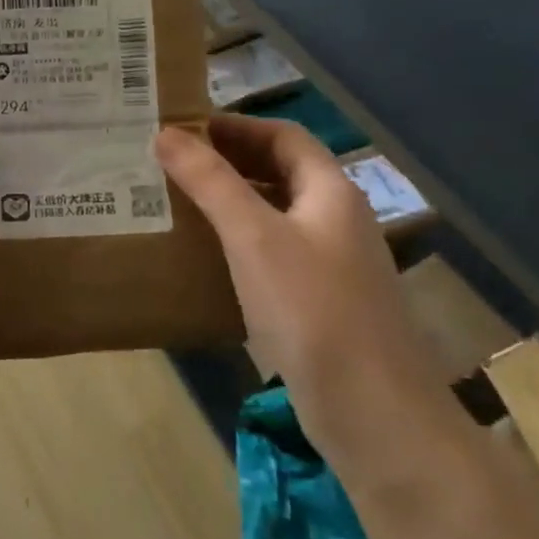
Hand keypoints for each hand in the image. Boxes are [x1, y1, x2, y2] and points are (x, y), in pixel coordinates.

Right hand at [155, 116, 440, 461]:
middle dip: (227, 161)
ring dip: (229, 202)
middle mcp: (335, 221)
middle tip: (170, 163)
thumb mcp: (252, 236)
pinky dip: (237, 243)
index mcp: (330, 192)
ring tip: (176, 203)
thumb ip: (210, 181)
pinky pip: (272, 254)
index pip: (283, 136)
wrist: (373, 412)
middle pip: (280, 172)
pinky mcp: (318, 303)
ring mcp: (331, 265)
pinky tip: (204, 257)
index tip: (183, 128)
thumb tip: (165, 134)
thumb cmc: (312, 309)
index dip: (235, 125)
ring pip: (274, 214)